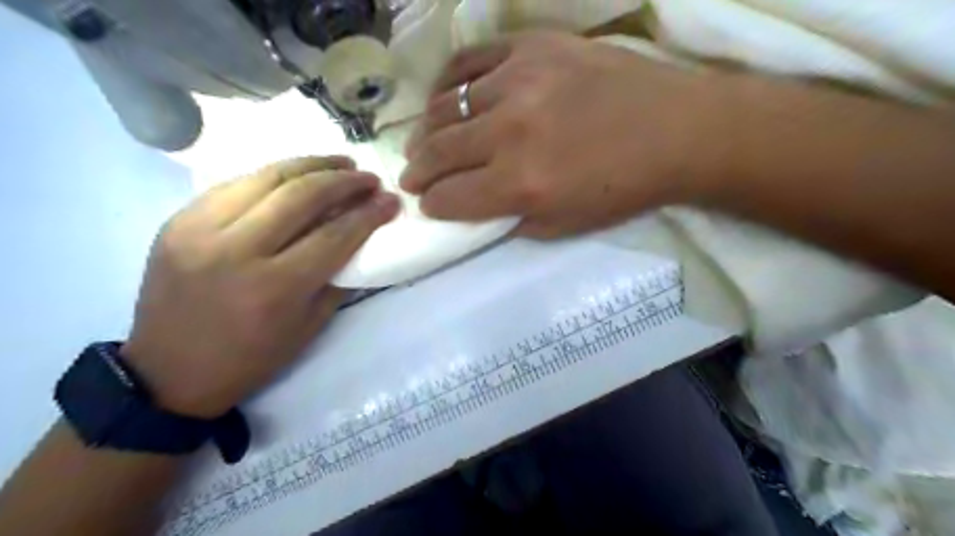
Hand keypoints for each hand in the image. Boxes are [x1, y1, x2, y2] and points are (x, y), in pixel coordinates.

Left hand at [121, 157, 398, 415]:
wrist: (169, 372)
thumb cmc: (251, 358)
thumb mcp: (309, 326)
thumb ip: (338, 278)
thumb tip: (360, 239)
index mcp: (275, 287)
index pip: (335, 234)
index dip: (369, 213)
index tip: (391, 200)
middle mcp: (236, 250)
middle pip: (301, 195)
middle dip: (344, 181)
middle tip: (368, 178)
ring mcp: (200, 229)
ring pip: (266, 177)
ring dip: (311, 165)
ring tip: (340, 163)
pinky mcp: (178, 220)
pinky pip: (235, 184)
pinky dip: (273, 175)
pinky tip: (296, 174)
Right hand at [400, 29, 728, 235]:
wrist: (676, 130)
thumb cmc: (622, 188)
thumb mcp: (564, 227)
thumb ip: (510, 220)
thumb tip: (475, 209)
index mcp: (521, 184)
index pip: (450, 197)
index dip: (432, 204)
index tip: (428, 203)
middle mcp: (511, 132)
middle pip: (438, 152)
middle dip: (417, 171)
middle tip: (412, 176)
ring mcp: (519, 80)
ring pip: (445, 106)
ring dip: (426, 130)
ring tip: (425, 141)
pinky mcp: (532, 46)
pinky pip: (469, 60)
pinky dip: (447, 82)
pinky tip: (443, 97)